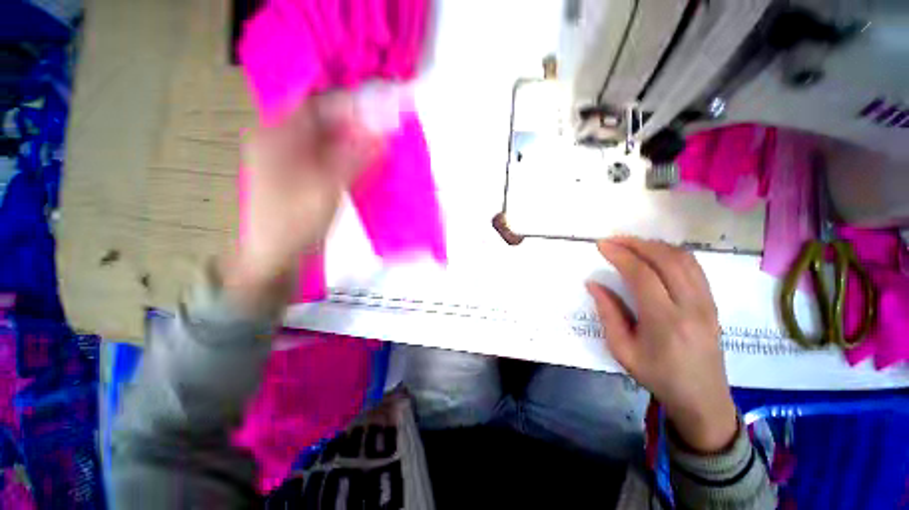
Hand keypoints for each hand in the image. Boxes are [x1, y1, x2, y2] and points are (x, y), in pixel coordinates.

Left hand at [225, 95, 380, 305]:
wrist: (276, 257)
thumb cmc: (295, 221)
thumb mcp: (326, 187)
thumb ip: (354, 159)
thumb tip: (382, 135)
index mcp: (276, 136)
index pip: (313, 104)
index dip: (346, 103)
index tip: (377, 107)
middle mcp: (281, 141)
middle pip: (321, 121)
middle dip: (353, 123)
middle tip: (383, 129)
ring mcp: (292, 160)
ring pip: (327, 140)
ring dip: (353, 141)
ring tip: (379, 144)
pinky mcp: (303, 176)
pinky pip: (329, 157)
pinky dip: (348, 157)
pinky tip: (365, 162)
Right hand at [586, 237, 737, 452]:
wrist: (702, 397)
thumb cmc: (657, 375)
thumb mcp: (622, 350)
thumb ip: (608, 313)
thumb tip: (594, 283)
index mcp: (664, 321)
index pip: (642, 275)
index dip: (620, 255)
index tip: (602, 245)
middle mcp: (691, 306)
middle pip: (666, 259)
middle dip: (636, 243)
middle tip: (614, 240)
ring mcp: (707, 302)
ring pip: (684, 259)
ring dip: (655, 245)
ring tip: (631, 244)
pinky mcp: (712, 302)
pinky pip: (694, 267)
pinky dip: (672, 253)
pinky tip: (655, 255)